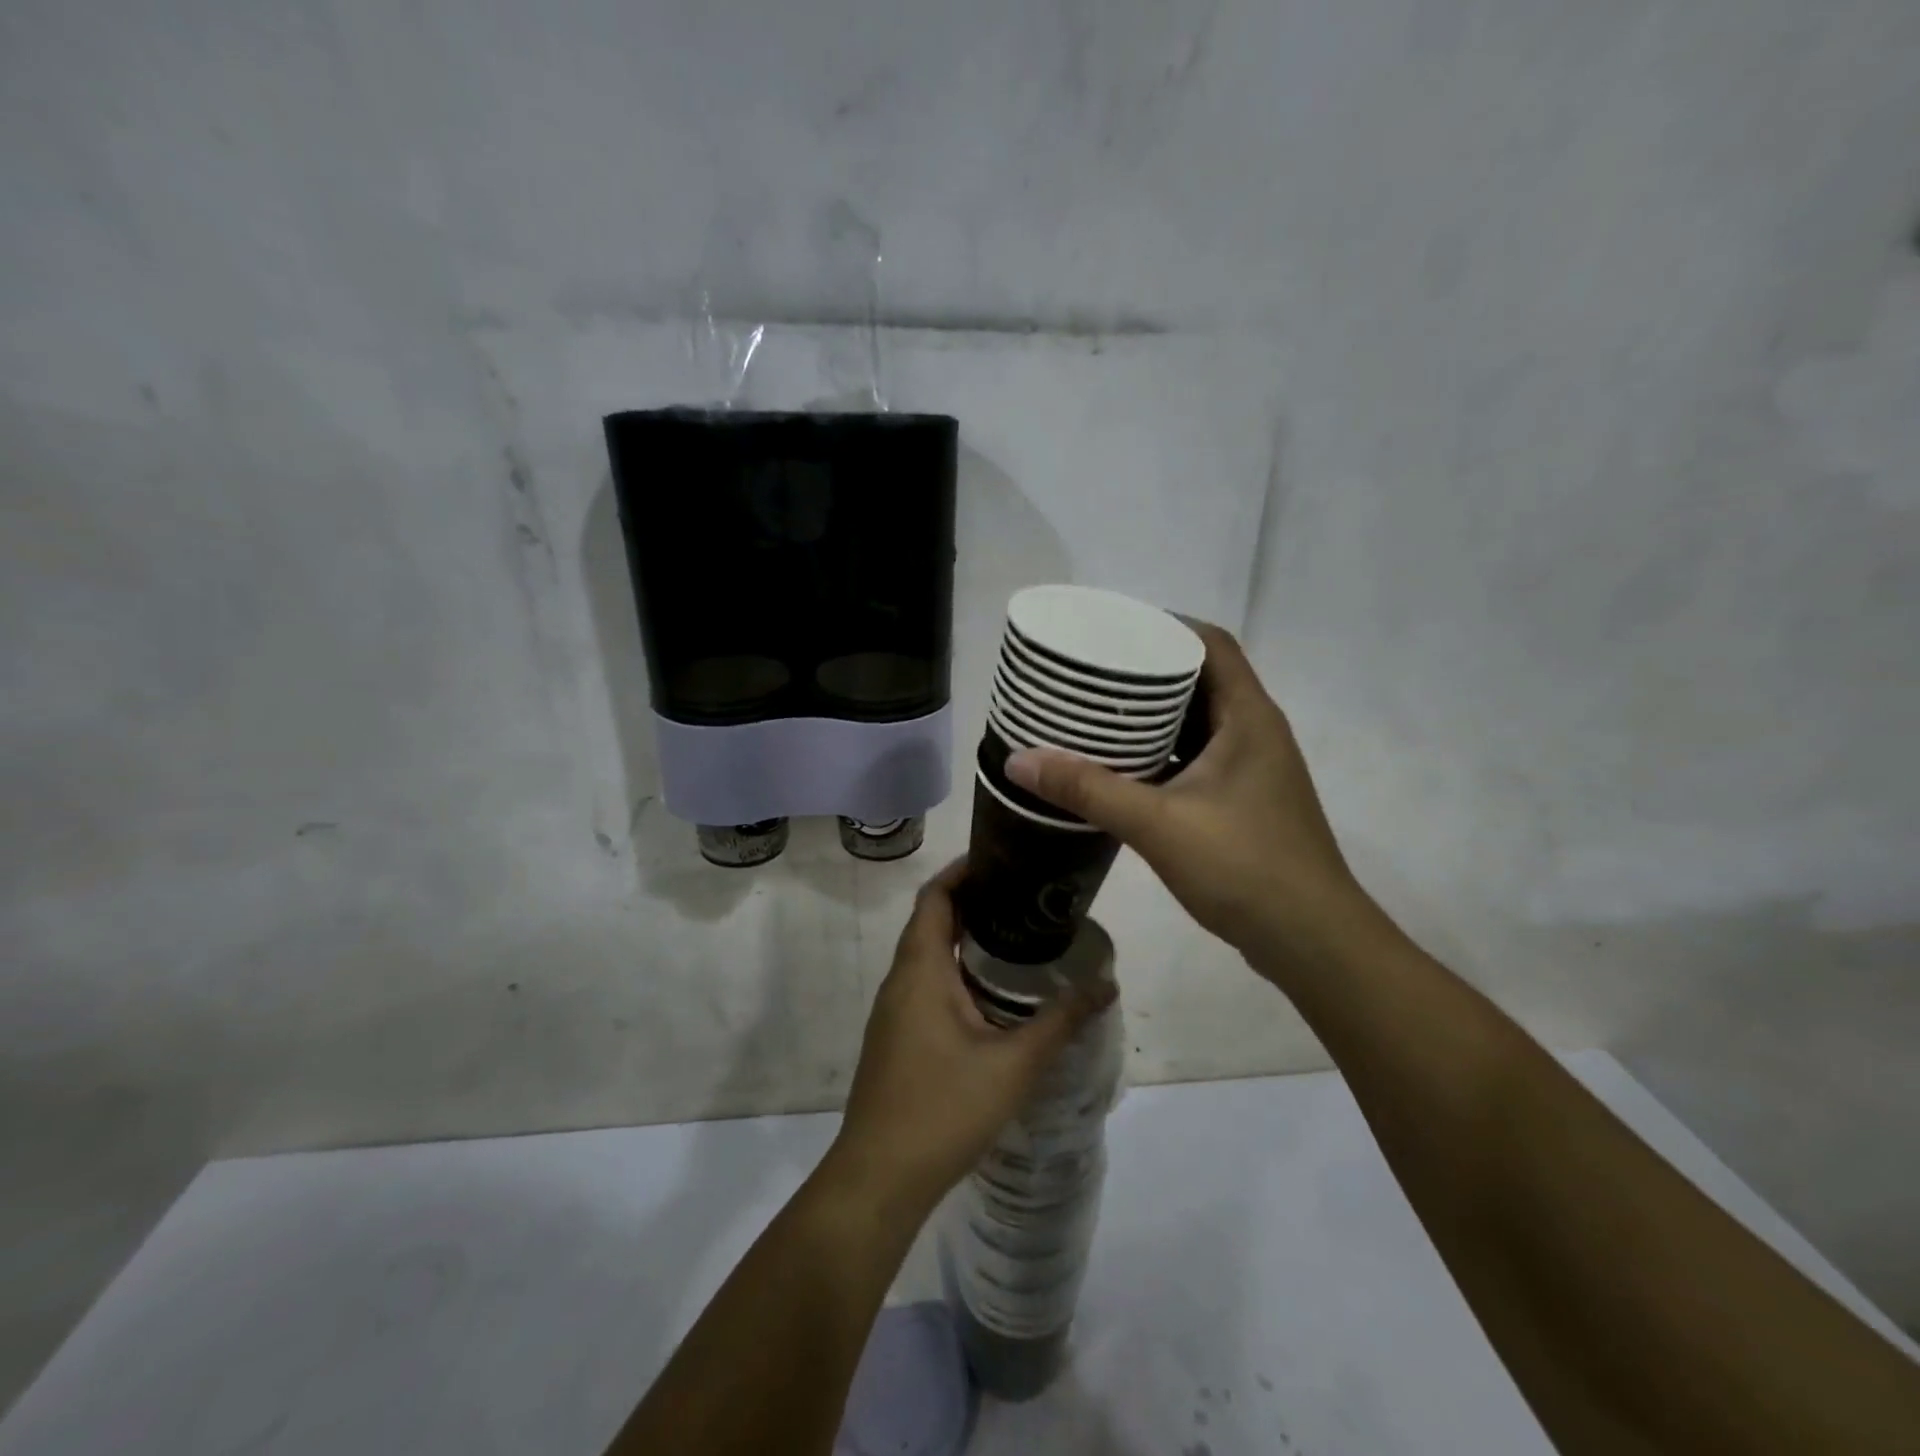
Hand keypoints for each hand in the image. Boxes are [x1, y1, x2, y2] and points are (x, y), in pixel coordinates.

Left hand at [823, 861, 1114, 1223]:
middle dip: (972, 901)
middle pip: (931, 921)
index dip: (962, 871)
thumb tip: (1107, 983)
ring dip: (963, 938)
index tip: (1001, 857)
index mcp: (920, 970)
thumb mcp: (1014, 1064)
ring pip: (926, 956)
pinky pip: (925, 984)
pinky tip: (991, 993)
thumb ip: (1062, 1021)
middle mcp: (900, 981)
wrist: (879, 1178)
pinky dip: (955, 970)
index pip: (934, 897)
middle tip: (1023, 894)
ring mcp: (893, 1012)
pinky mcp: (896, 1038)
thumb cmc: (943, 1109)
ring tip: (1016, 935)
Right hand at [1005, 620, 1367, 961]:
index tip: (1111, 630)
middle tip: (1090, 674)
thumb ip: (1088, 789)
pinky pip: (1198, 758)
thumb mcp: (1157, 823)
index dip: (1164, 627)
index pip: (1211, 643)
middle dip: (1147, 672)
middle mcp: (1255, 732)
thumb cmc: (1244, 867)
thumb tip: (1018, 761)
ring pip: (1198, 722)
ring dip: (1153, 716)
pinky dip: (1162, 753)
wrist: (1311, 941)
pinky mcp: (1245, 802)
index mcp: (1248, 717)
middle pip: (1201, 679)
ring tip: (1097, 714)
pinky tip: (1123, 767)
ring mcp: (1253, 769)